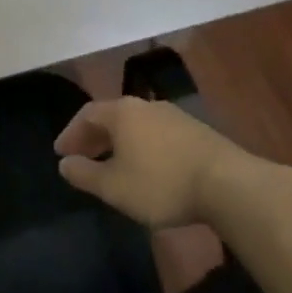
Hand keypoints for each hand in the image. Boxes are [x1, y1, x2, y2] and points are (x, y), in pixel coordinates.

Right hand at [53, 96, 283, 228]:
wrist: (230, 185)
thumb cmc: (162, 183)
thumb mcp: (114, 187)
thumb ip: (84, 174)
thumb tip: (65, 163)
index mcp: (122, 112)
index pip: (86, 114)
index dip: (71, 133)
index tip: (61, 152)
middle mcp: (146, 106)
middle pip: (112, 117)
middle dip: (94, 137)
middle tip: (82, 157)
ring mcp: (174, 117)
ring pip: (136, 126)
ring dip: (119, 143)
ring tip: (113, 165)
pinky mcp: (197, 132)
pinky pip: (157, 135)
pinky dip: (142, 147)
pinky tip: (147, 169)